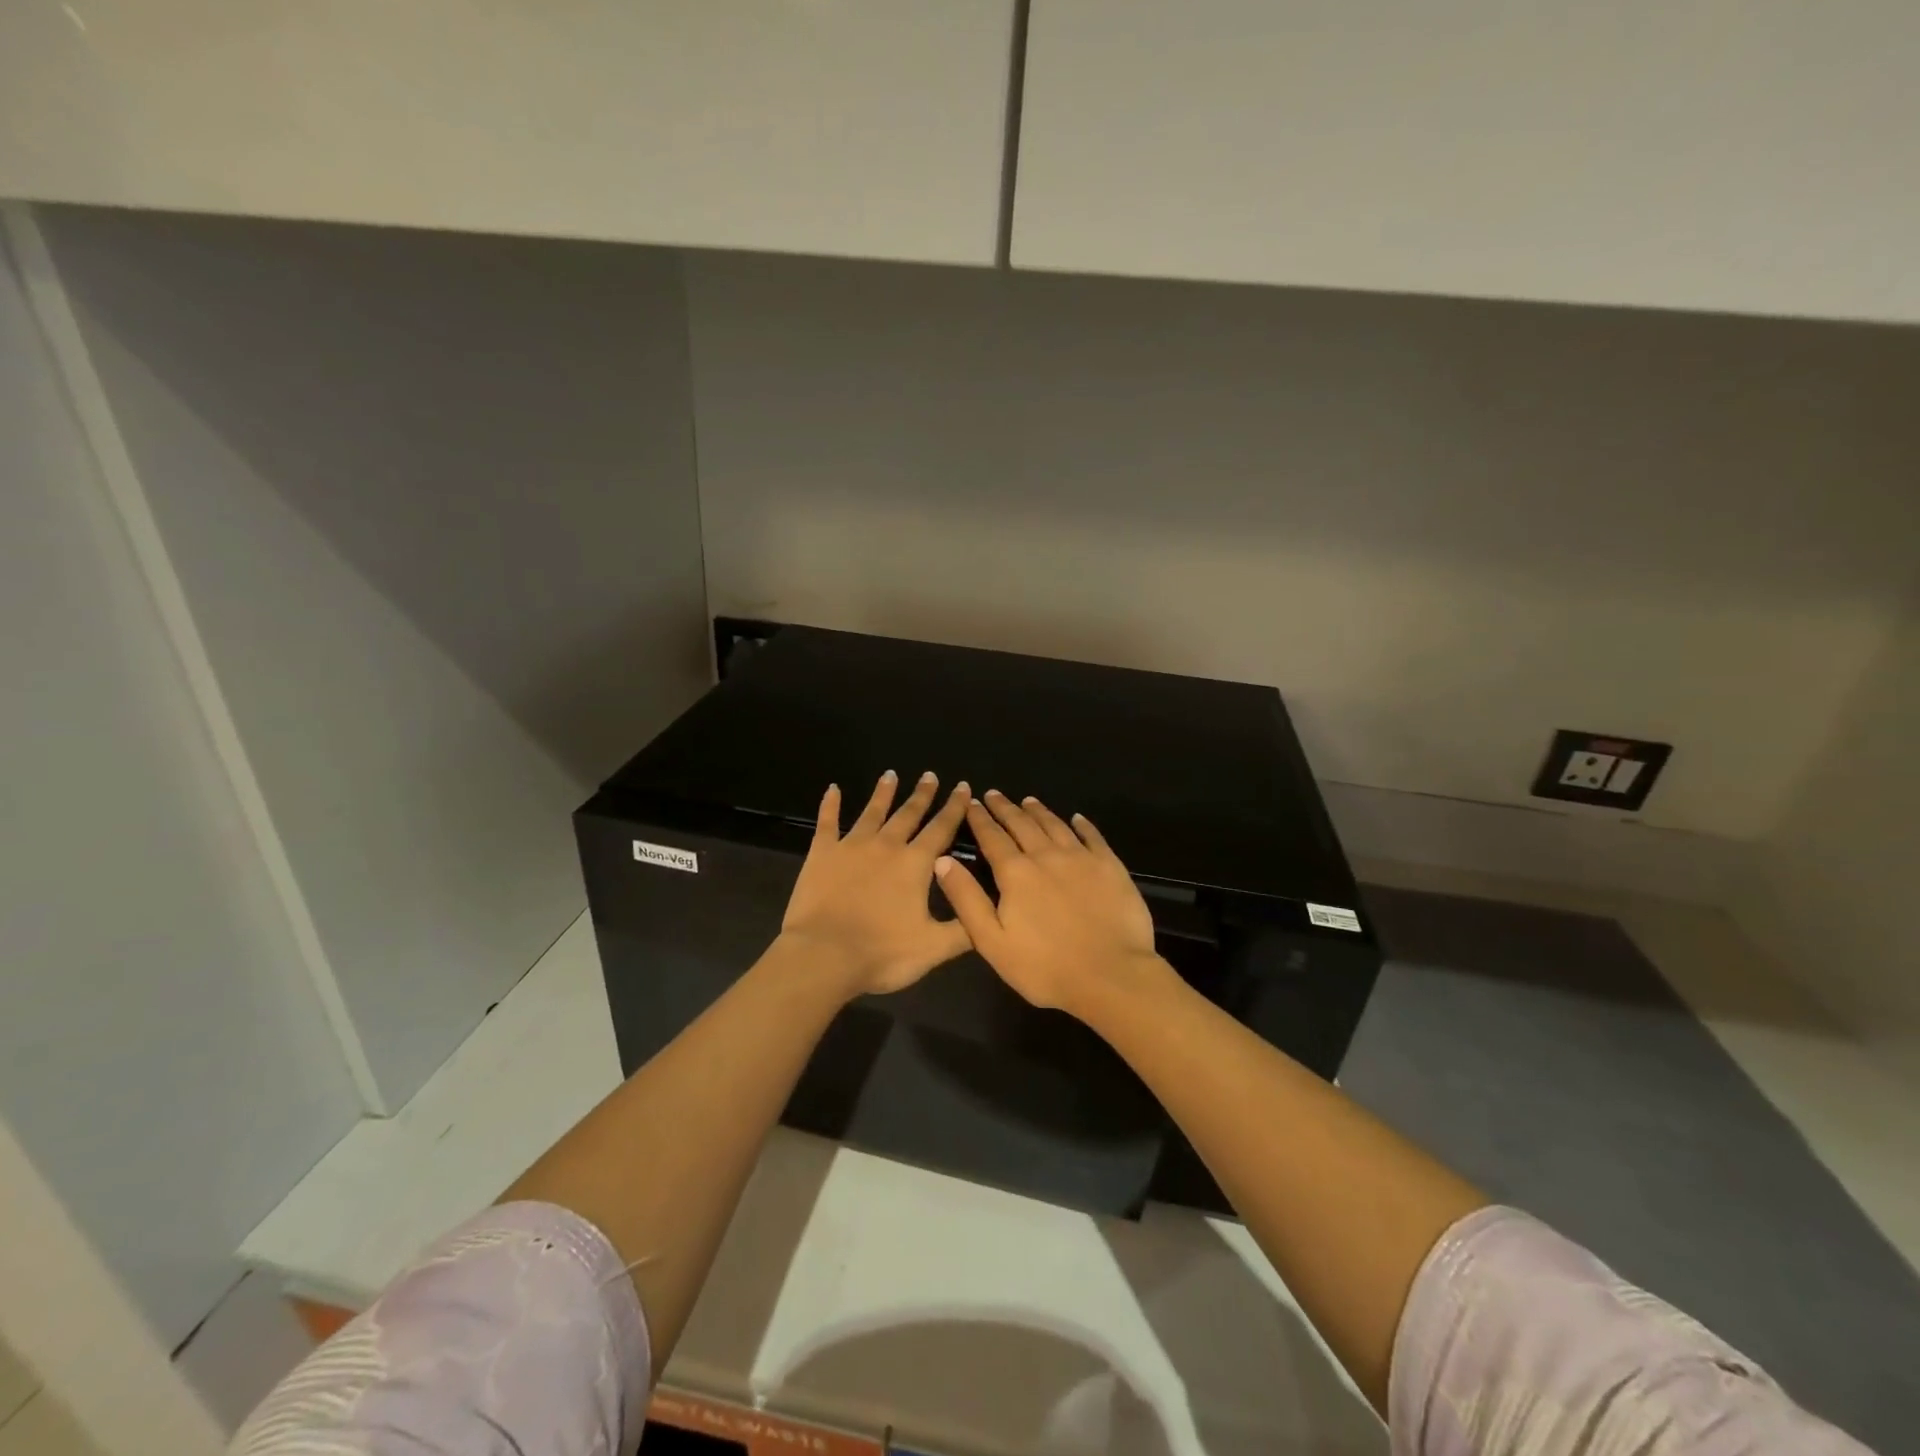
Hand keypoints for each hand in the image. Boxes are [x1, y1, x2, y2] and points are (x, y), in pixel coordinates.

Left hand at [780, 771, 973, 995]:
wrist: (824, 955)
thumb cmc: (882, 953)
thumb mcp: (934, 948)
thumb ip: (964, 929)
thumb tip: (989, 913)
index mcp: (916, 864)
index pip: (941, 829)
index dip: (954, 808)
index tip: (962, 786)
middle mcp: (886, 846)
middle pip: (908, 814)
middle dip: (922, 794)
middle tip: (929, 775)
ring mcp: (851, 846)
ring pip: (872, 812)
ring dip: (883, 793)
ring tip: (890, 774)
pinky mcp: (821, 854)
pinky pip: (827, 822)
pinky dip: (830, 805)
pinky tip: (833, 789)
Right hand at [934, 790, 1167, 1016]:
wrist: (1111, 975)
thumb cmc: (1045, 967)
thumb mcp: (991, 941)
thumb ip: (966, 898)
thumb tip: (943, 861)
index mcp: (1015, 872)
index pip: (992, 837)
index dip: (980, 819)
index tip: (971, 802)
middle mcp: (1046, 855)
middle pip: (1022, 824)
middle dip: (1005, 808)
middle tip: (994, 795)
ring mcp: (1081, 858)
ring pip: (1055, 825)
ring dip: (1038, 811)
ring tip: (1027, 800)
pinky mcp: (1110, 866)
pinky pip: (1092, 836)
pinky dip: (1082, 824)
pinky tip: (1077, 818)